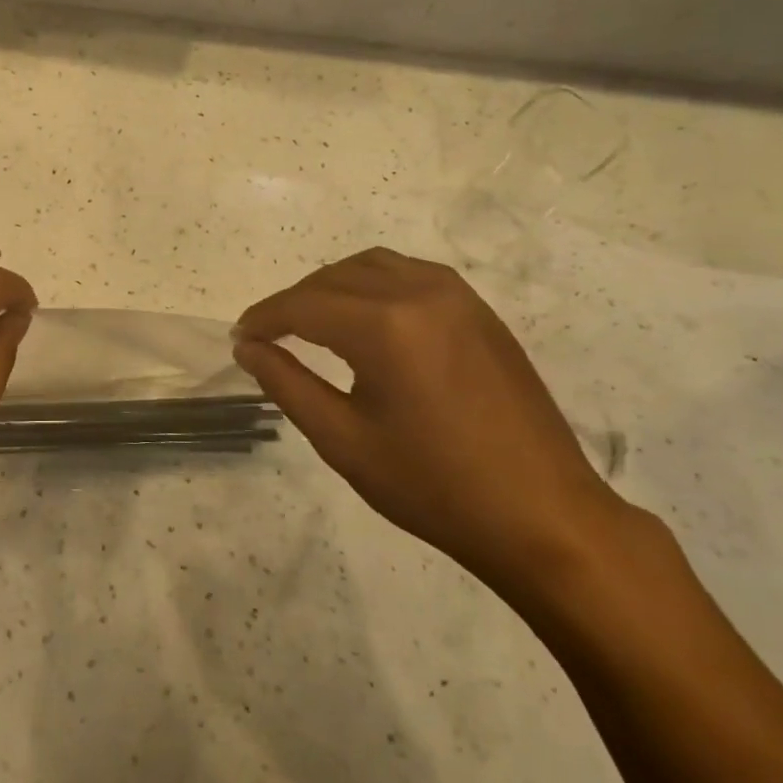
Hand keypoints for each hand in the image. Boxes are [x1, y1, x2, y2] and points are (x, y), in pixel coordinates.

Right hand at [233, 249, 629, 598]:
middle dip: (293, 301)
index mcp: (386, 326)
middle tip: (268, 336)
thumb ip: (287, 384)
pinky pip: (410, 274)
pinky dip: (373, 285)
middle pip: (334, 277)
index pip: (304, 305)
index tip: (239, 338)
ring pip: (372, 266)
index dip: (264, 318)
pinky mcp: (480, 310)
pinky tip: (366, 320)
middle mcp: (420, 292)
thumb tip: (248, 348)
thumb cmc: (434, 487)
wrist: (543, 516)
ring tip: (311, 323)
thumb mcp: (344, 441)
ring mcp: (457, 296)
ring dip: (332, 286)